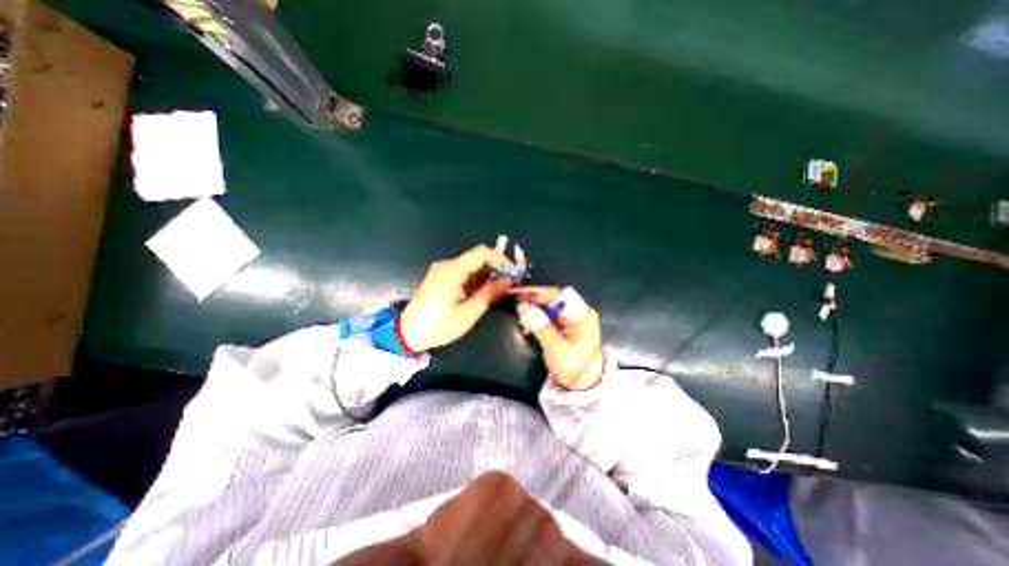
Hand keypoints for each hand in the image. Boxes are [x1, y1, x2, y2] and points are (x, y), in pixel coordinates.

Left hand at [399, 245, 514, 350]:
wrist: (406, 334)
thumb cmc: (438, 326)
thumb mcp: (468, 313)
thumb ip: (489, 294)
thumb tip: (508, 281)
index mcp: (452, 271)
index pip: (482, 253)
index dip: (501, 259)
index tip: (514, 272)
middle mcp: (446, 265)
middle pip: (477, 257)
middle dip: (496, 266)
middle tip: (510, 281)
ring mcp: (442, 270)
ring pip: (471, 264)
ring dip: (488, 273)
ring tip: (501, 287)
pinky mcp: (440, 277)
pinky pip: (463, 271)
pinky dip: (477, 278)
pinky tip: (485, 290)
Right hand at [508, 285, 601, 391]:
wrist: (584, 386)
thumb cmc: (574, 368)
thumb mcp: (555, 348)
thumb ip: (539, 325)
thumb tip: (522, 305)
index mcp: (581, 314)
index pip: (557, 294)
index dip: (536, 291)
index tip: (517, 292)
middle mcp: (578, 311)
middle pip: (552, 297)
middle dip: (532, 299)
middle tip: (513, 302)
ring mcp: (571, 317)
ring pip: (548, 304)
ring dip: (533, 308)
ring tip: (521, 317)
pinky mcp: (565, 324)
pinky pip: (548, 314)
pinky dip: (536, 317)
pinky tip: (527, 325)